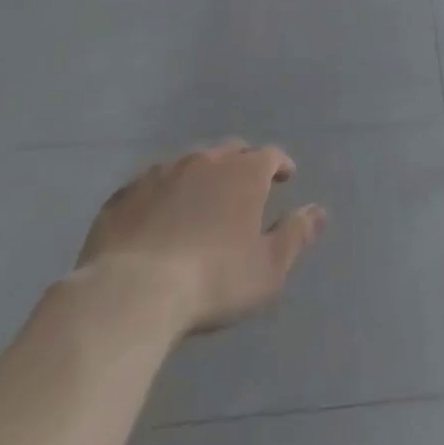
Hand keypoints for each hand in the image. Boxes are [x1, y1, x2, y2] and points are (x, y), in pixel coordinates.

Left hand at [76, 141, 325, 334]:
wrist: (131, 293)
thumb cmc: (213, 280)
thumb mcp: (268, 267)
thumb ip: (296, 235)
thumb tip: (319, 211)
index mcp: (244, 172)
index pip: (271, 155)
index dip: (280, 165)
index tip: (285, 178)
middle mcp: (205, 160)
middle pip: (230, 151)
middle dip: (241, 164)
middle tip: (244, 188)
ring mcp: (161, 173)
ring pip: (189, 164)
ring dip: (200, 177)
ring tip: (201, 201)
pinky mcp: (124, 194)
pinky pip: (151, 185)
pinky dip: (163, 194)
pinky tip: (158, 216)